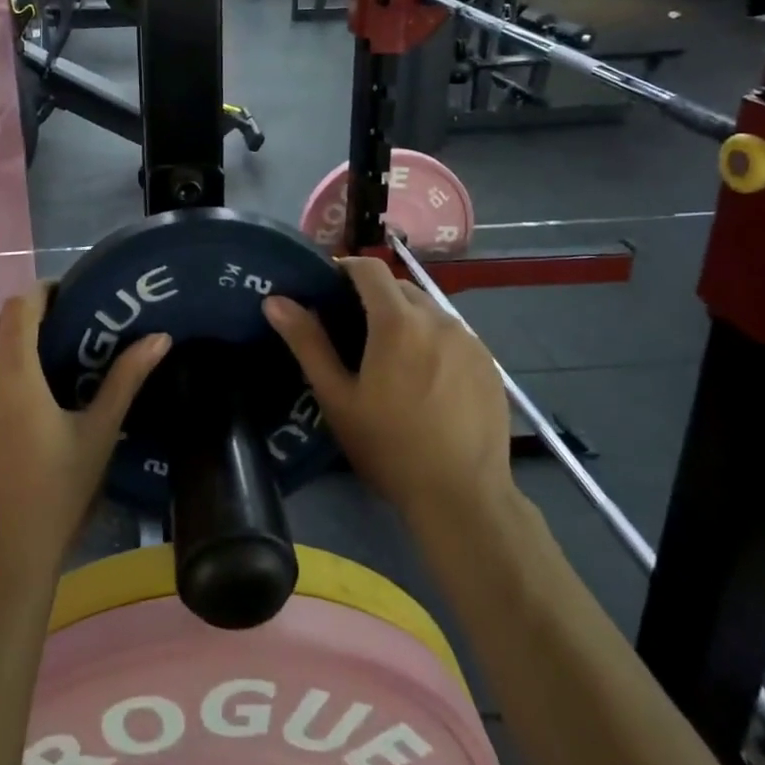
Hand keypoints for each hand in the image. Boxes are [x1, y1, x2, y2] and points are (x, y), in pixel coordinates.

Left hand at [0, 284, 171, 581]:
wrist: (0, 557)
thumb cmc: (57, 491)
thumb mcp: (99, 433)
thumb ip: (126, 378)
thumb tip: (161, 337)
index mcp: (14, 368)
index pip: (20, 305)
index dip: (41, 293)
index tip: (62, 299)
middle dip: (14, 320)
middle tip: (43, 338)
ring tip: (9, 366)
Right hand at [264, 257, 511, 523]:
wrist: (462, 497)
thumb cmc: (389, 447)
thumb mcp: (337, 398)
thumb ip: (307, 343)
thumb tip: (276, 301)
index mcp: (397, 321)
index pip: (370, 268)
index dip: (345, 268)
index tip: (327, 287)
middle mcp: (438, 318)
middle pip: (399, 287)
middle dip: (373, 296)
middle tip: (351, 329)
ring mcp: (469, 340)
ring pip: (428, 311)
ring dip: (404, 318)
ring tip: (388, 357)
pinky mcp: (488, 363)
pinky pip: (452, 335)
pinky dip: (432, 340)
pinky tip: (425, 379)